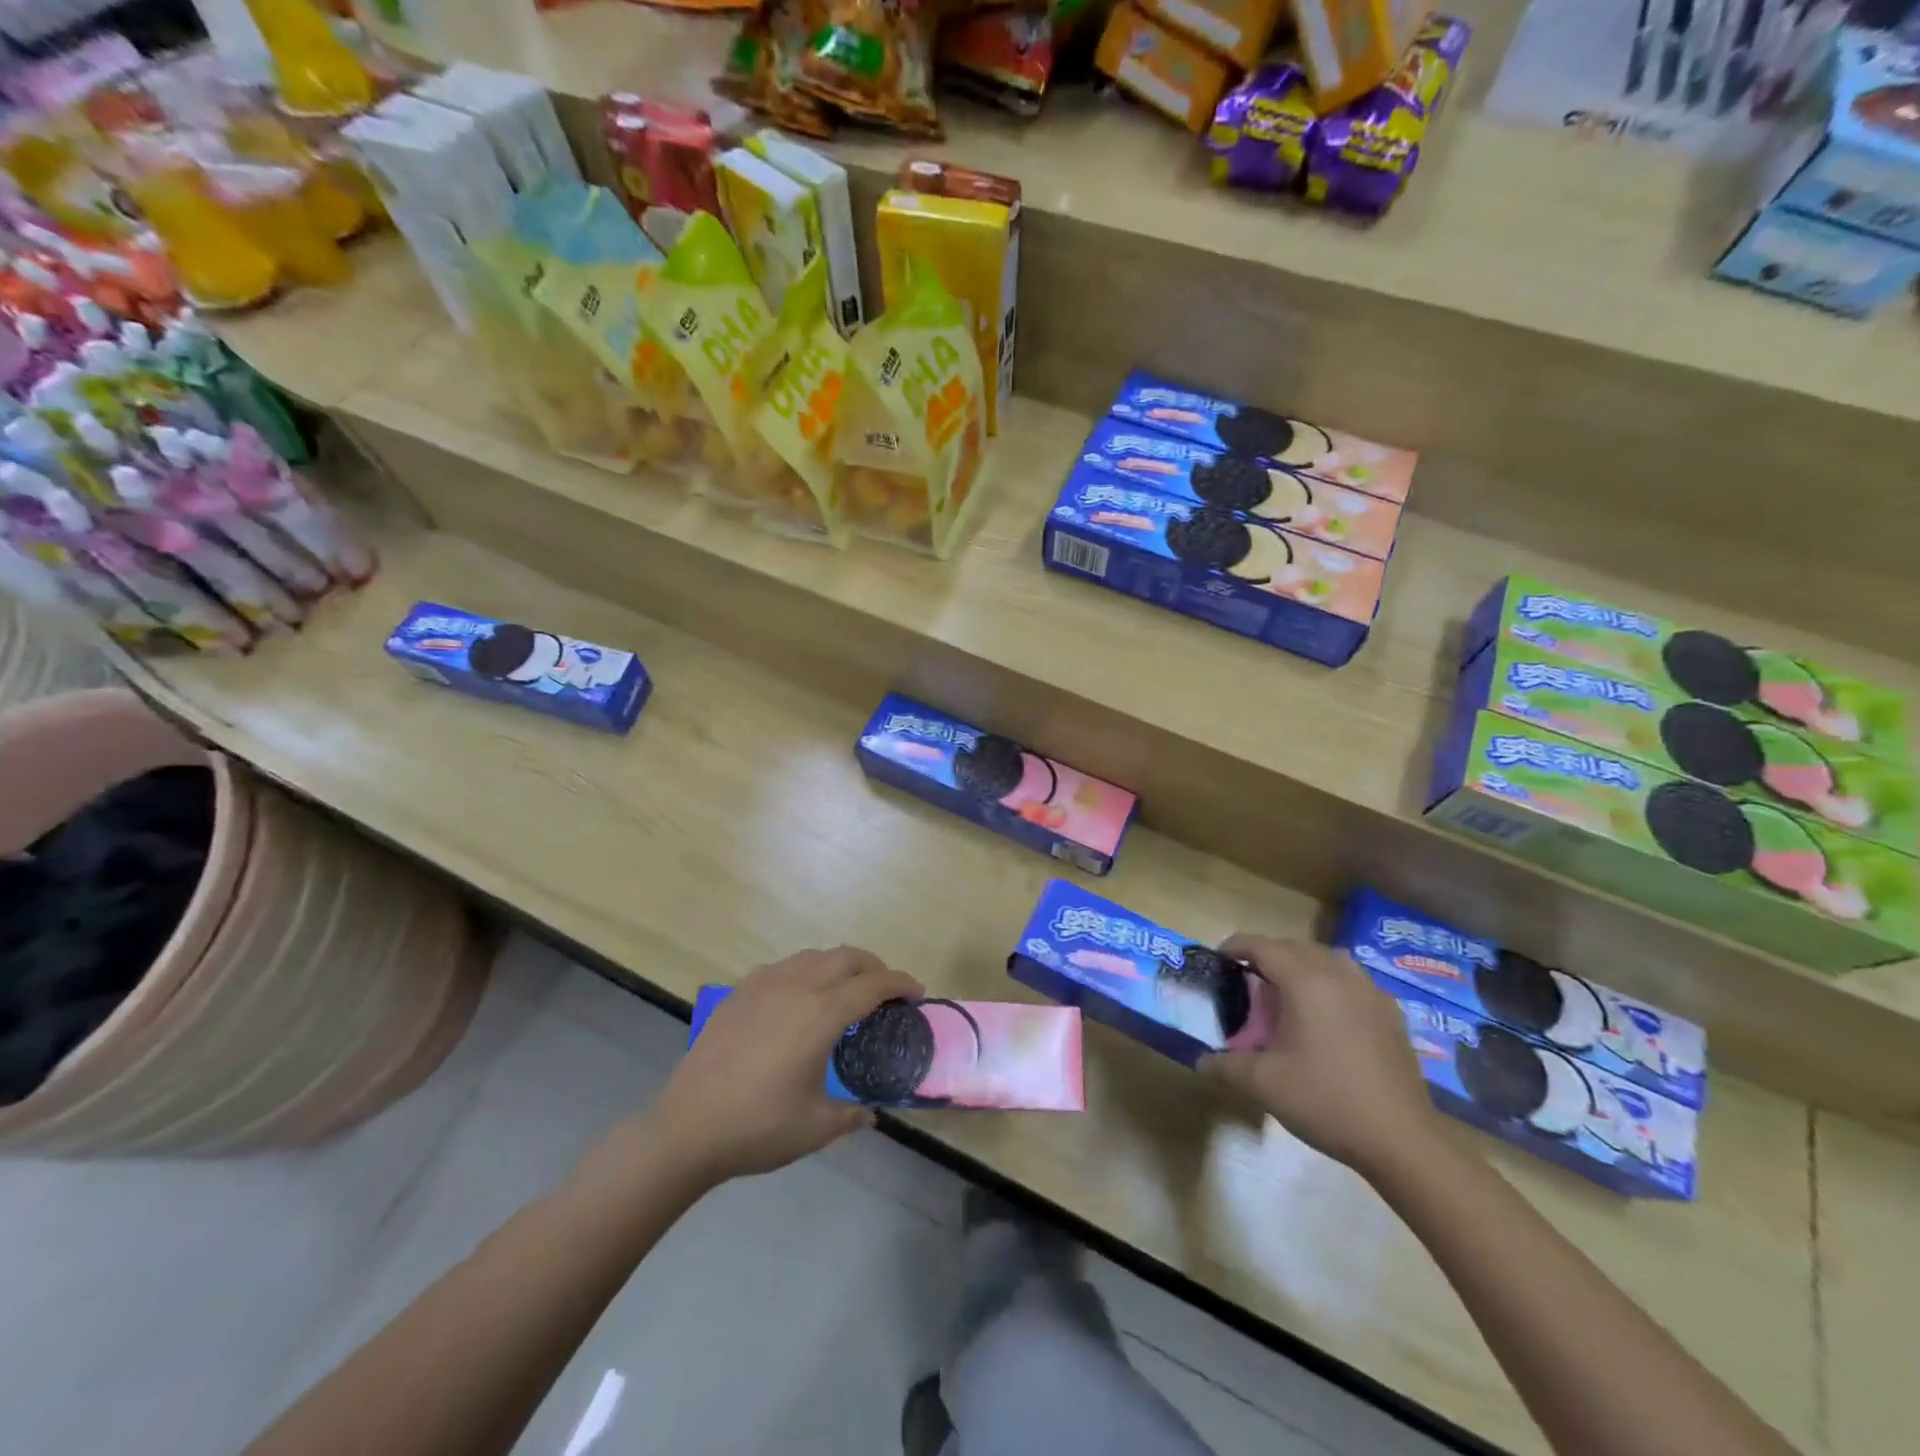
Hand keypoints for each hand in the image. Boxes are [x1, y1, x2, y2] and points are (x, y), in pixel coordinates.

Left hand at [648, 946, 923, 1187]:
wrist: (686, 1128)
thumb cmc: (757, 1128)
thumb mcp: (815, 1127)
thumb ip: (851, 1115)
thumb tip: (869, 1114)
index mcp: (822, 1013)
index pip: (873, 984)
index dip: (900, 984)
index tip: (917, 992)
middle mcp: (797, 986)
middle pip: (847, 957)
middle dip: (874, 966)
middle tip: (887, 990)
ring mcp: (764, 984)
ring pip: (814, 956)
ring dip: (840, 965)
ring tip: (847, 990)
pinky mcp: (740, 991)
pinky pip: (785, 966)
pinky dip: (807, 971)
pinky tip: (801, 998)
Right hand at [1199, 937, 1446, 1180]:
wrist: (1401, 1140)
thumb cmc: (1326, 1101)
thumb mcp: (1264, 1084)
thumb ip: (1226, 1065)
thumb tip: (1202, 1060)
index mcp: (1306, 982)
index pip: (1263, 946)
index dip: (1236, 945)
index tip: (1219, 957)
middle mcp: (1339, 976)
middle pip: (1296, 947)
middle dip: (1268, 954)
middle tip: (1247, 976)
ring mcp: (1371, 994)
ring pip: (1330, 959)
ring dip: (1303, 963)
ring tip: (1288, 989)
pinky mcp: (1391, 1015)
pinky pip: (1354, 981)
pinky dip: (1332, 983)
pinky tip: (1328, 1014)